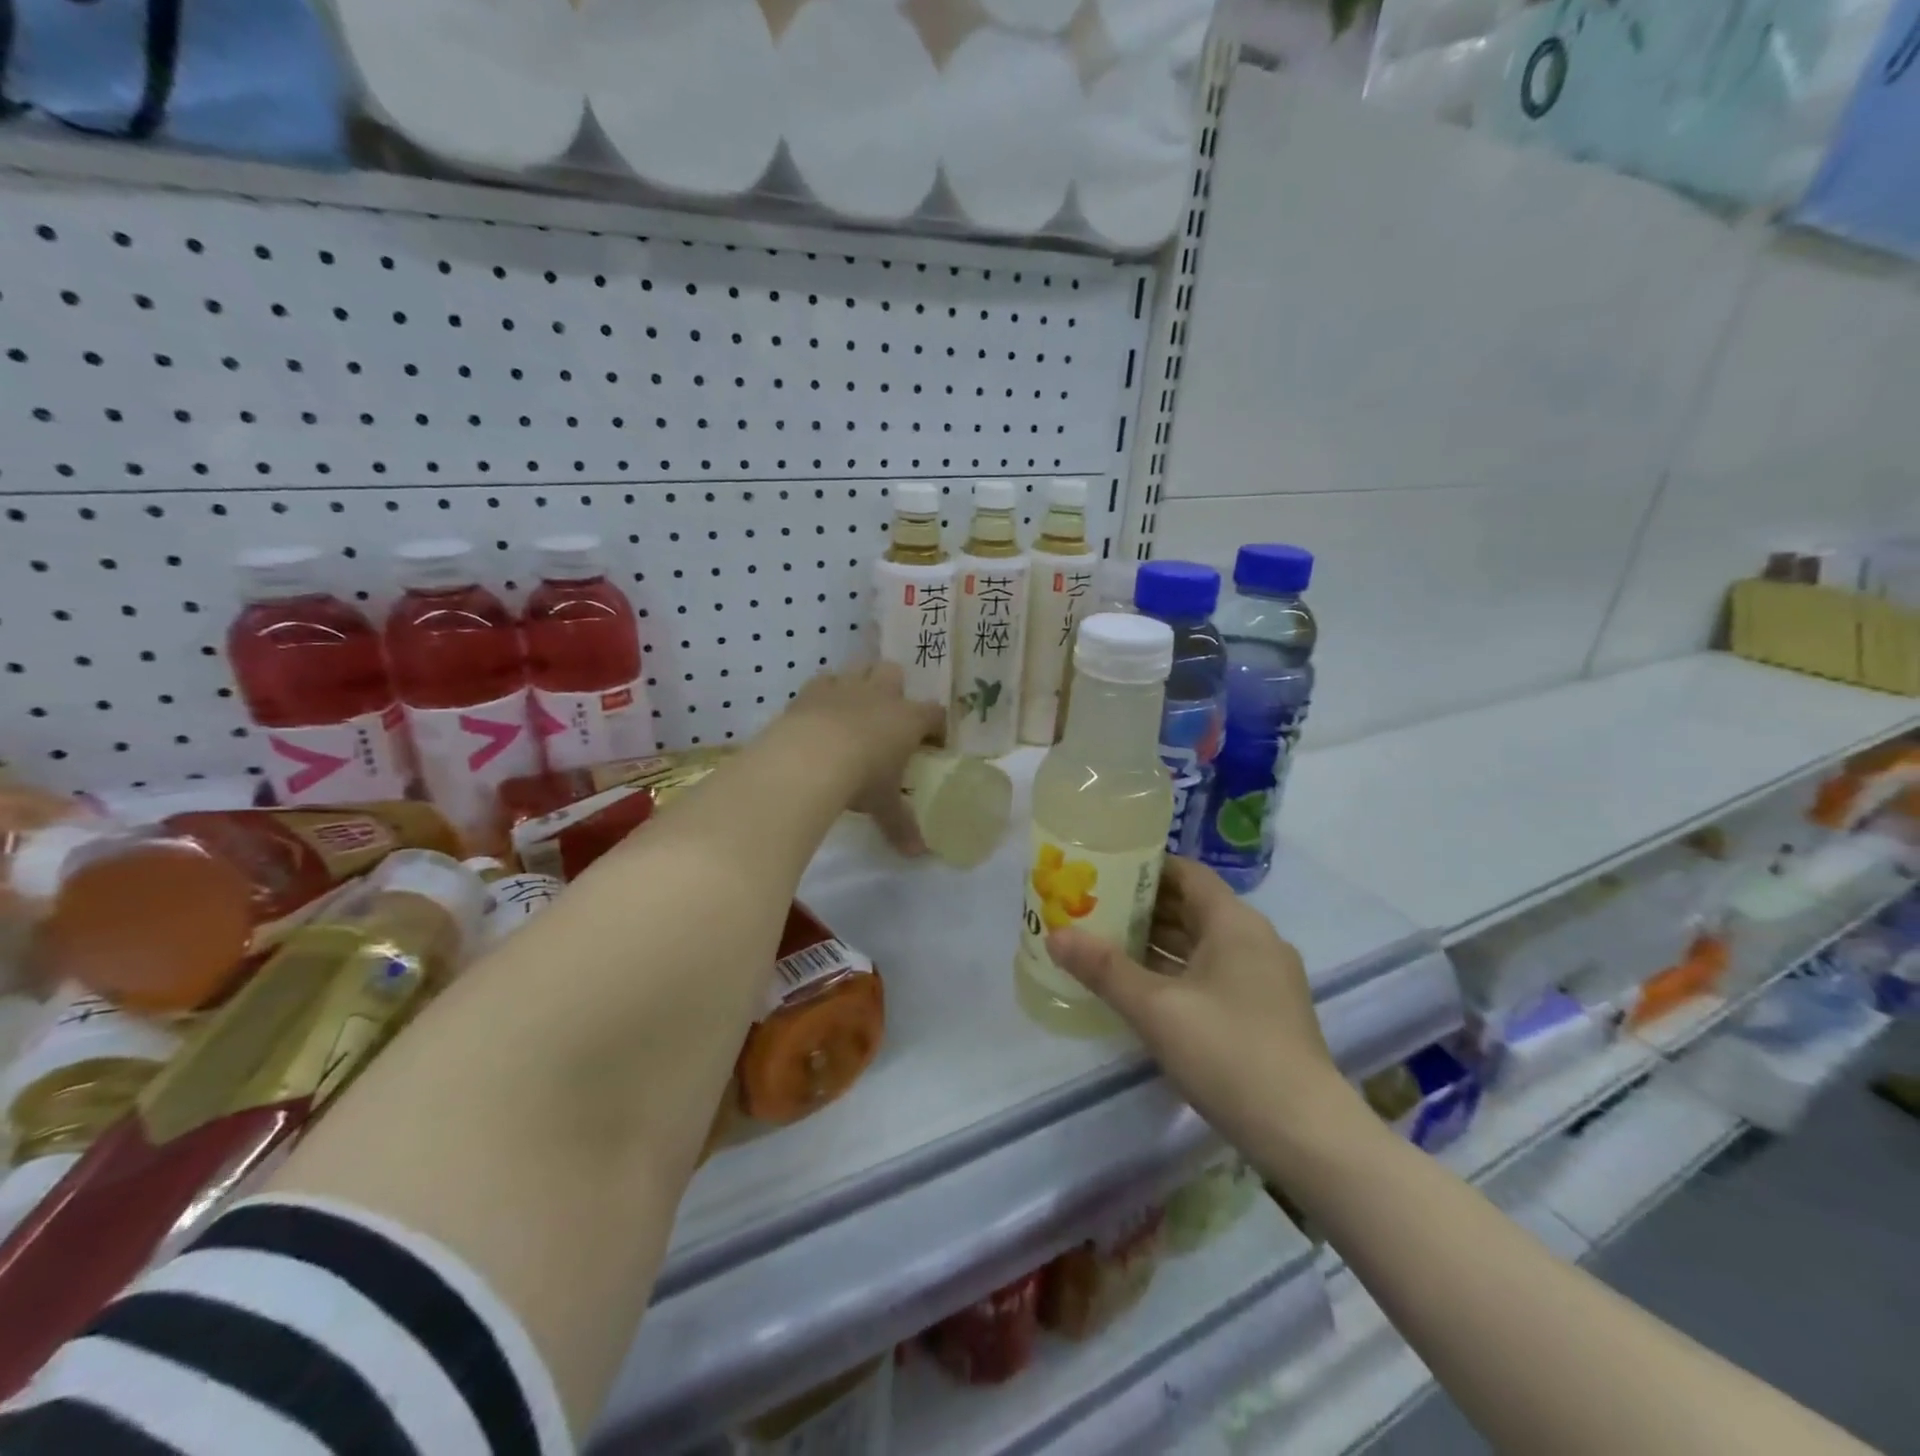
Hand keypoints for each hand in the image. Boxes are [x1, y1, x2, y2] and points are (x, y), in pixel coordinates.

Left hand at [781, 662, 944, 853]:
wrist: (809, 758)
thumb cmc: (861, 779)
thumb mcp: (884, 805)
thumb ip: (901, 825)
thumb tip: (917, 853)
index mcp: (908, 719)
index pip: (934, 714)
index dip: (936, 726)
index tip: (934, 741)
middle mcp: (880, 695)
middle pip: (896, 674)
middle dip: (896, 689)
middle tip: (890, 715)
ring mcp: (845, 687)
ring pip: (860, 668)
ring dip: (861, 682)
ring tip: (855, 707)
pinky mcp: (812, 690)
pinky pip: (824, 679)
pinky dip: (826, 691)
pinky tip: (821, 709)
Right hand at [1046, 858, 1348, 1153]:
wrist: (1306, 1133)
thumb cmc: (1228, 1052)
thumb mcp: (1156, 1009)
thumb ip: (1104, 969)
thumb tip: (1055, 935)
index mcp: (1235, 922)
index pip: (1186, 873)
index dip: (1144, 867)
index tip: (1103, 871)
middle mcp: (1254, 938)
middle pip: (1193, 906)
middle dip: (1143, 907)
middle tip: (1092, 908)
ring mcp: (1265, 976)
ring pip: (1202, 942)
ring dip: (1158, 941)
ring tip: (1107, 943)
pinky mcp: (1266, 1010)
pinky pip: (1214, 972)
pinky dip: (1179, 970)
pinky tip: (1144, 988)